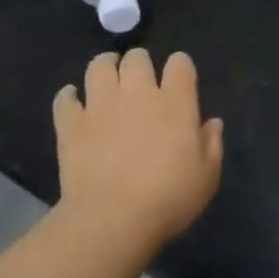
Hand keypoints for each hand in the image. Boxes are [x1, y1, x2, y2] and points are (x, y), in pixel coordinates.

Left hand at [54, 49, 224, 249]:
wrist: (113, 219)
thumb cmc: (169, 199)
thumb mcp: (207, 176)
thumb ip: (212, 144)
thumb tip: (212, 122)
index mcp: (175, 103)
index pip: (180, 64)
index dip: (180, 66)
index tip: (179, 79)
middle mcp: (137, 94)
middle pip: (137, 58)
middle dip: (139, 63)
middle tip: (140, 79)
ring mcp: (100, 106)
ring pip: (99, 67)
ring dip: (105, 67)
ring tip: (107, 77)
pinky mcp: (71, 124)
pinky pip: (65, 98)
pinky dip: (69, 96)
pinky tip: (74, 101)